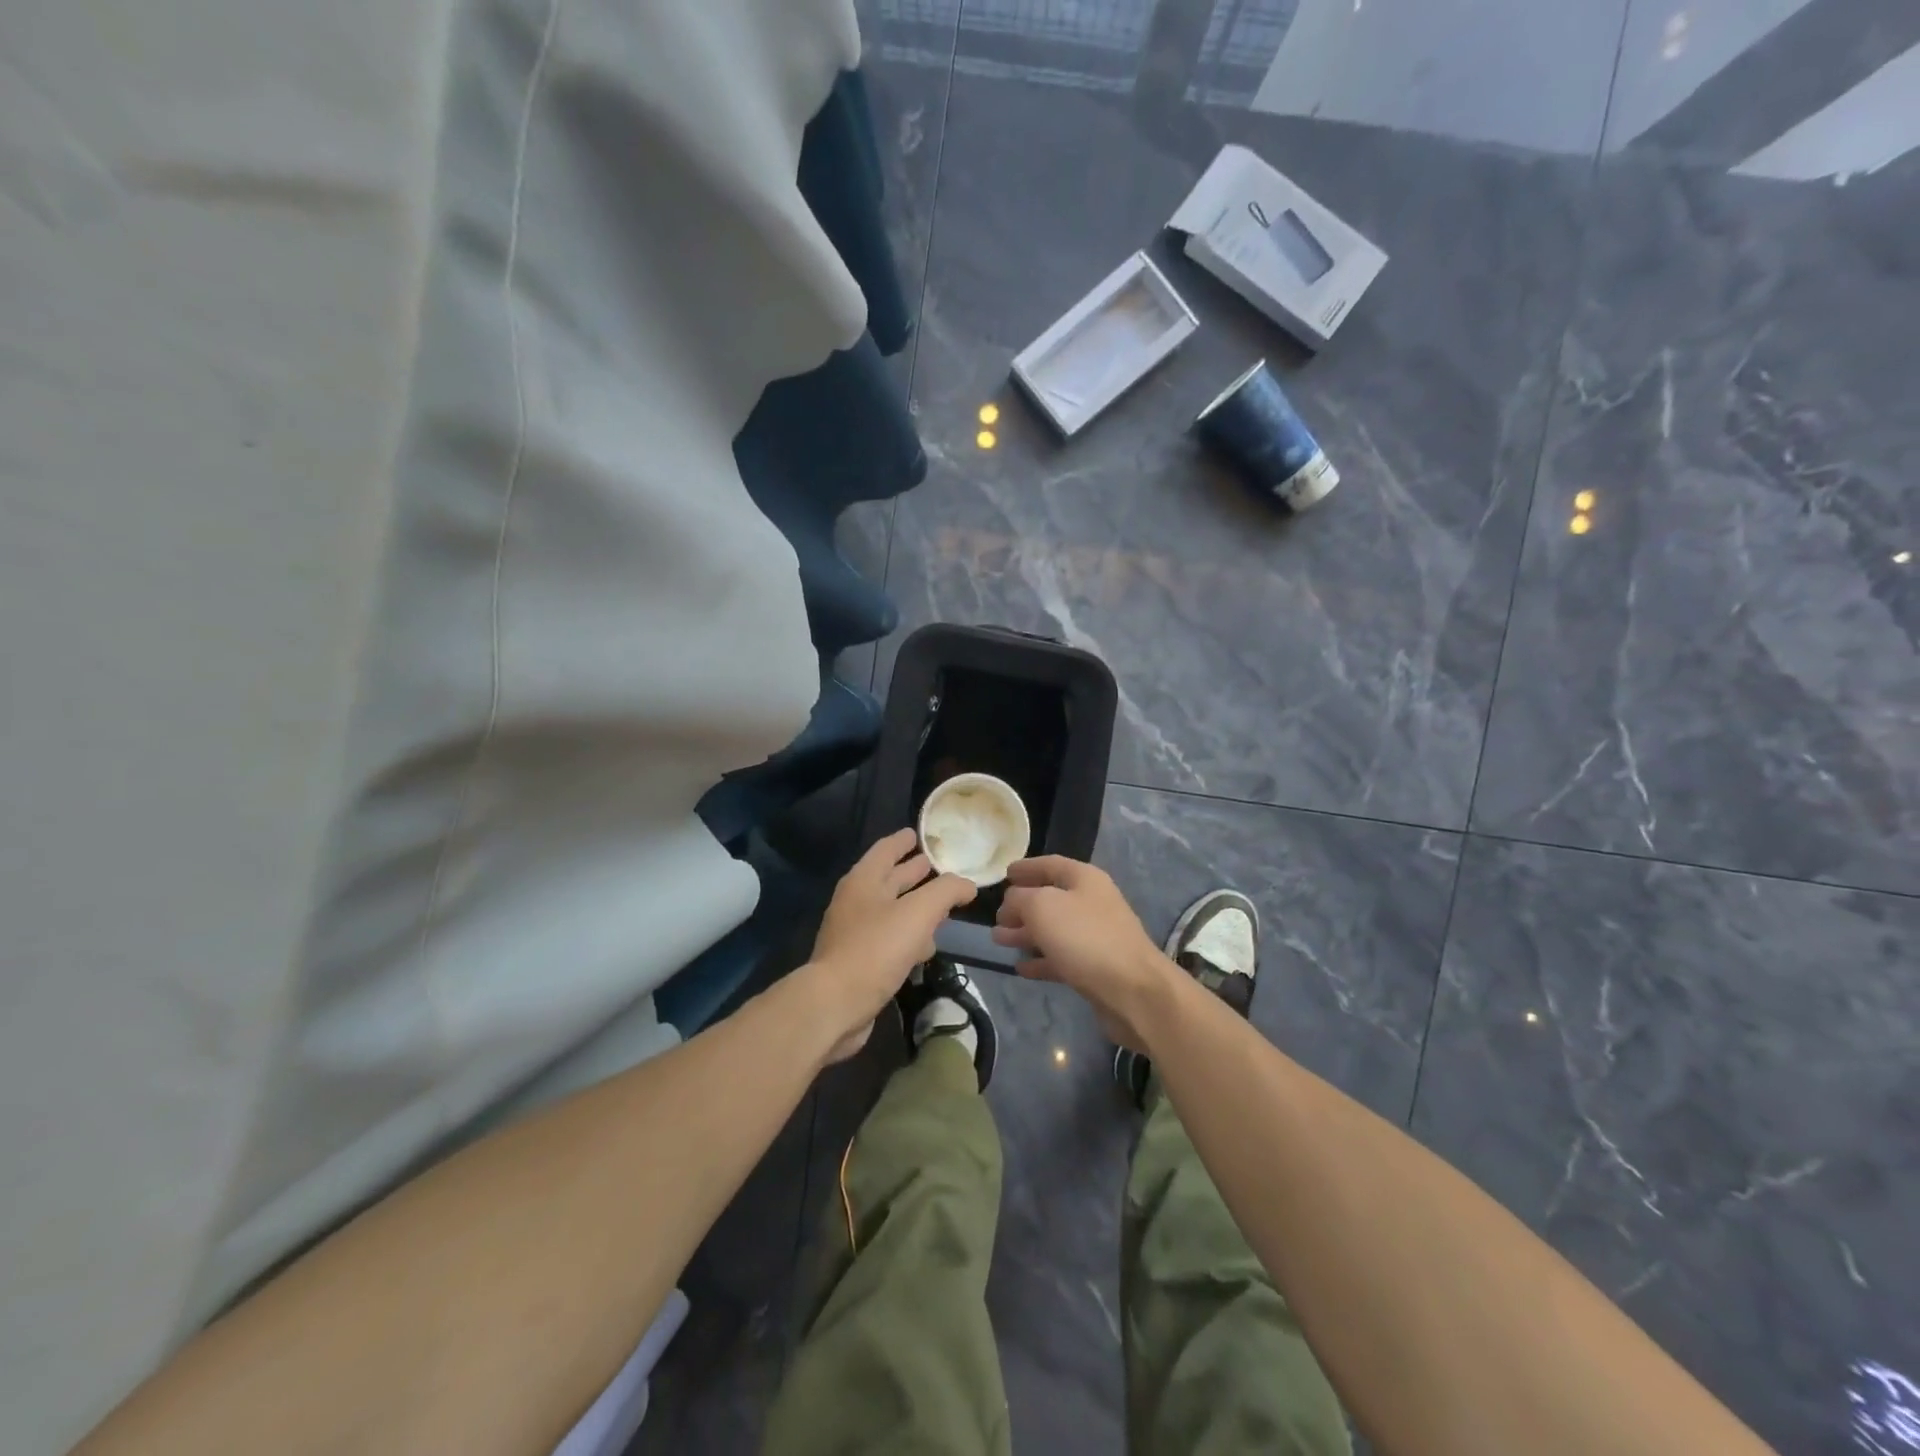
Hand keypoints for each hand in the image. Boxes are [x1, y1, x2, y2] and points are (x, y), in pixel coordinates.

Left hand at [800, 828, 976, 1062]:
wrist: (835, 1004)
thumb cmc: (876, 949)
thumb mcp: (919, 912)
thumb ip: (946, 892)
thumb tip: (967, 884)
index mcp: (864, 880)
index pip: (886, 850)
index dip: (903, 840)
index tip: (918, 832)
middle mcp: (856, 901)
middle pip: (889, 879)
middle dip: (913, 871)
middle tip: (938, 865)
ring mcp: (855, 932)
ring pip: (891, 910)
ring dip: (914, 906)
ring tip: (941, 906)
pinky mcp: (859, 961)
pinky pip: (889, 939)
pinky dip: (908, 936)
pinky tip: (926, 947)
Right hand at [991, 856, 1172, 1049]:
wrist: (1133, 990)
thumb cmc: (1085, 938)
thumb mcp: (1042, 907)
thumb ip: (1019, 899)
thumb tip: (1011, 902)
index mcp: (1084, 879)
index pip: (1050, 864)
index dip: (1026, 867)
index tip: (1004, 874)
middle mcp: (1092, 902)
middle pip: (1050, 898)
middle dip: (1021, 906)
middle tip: (995, 917)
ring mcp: (1095, 936)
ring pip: (1053, 929)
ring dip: (1026, 933)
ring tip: (999, 940)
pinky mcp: (1095, 967)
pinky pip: (1061, 957)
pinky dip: (1041, 960)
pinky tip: (1021, 967)